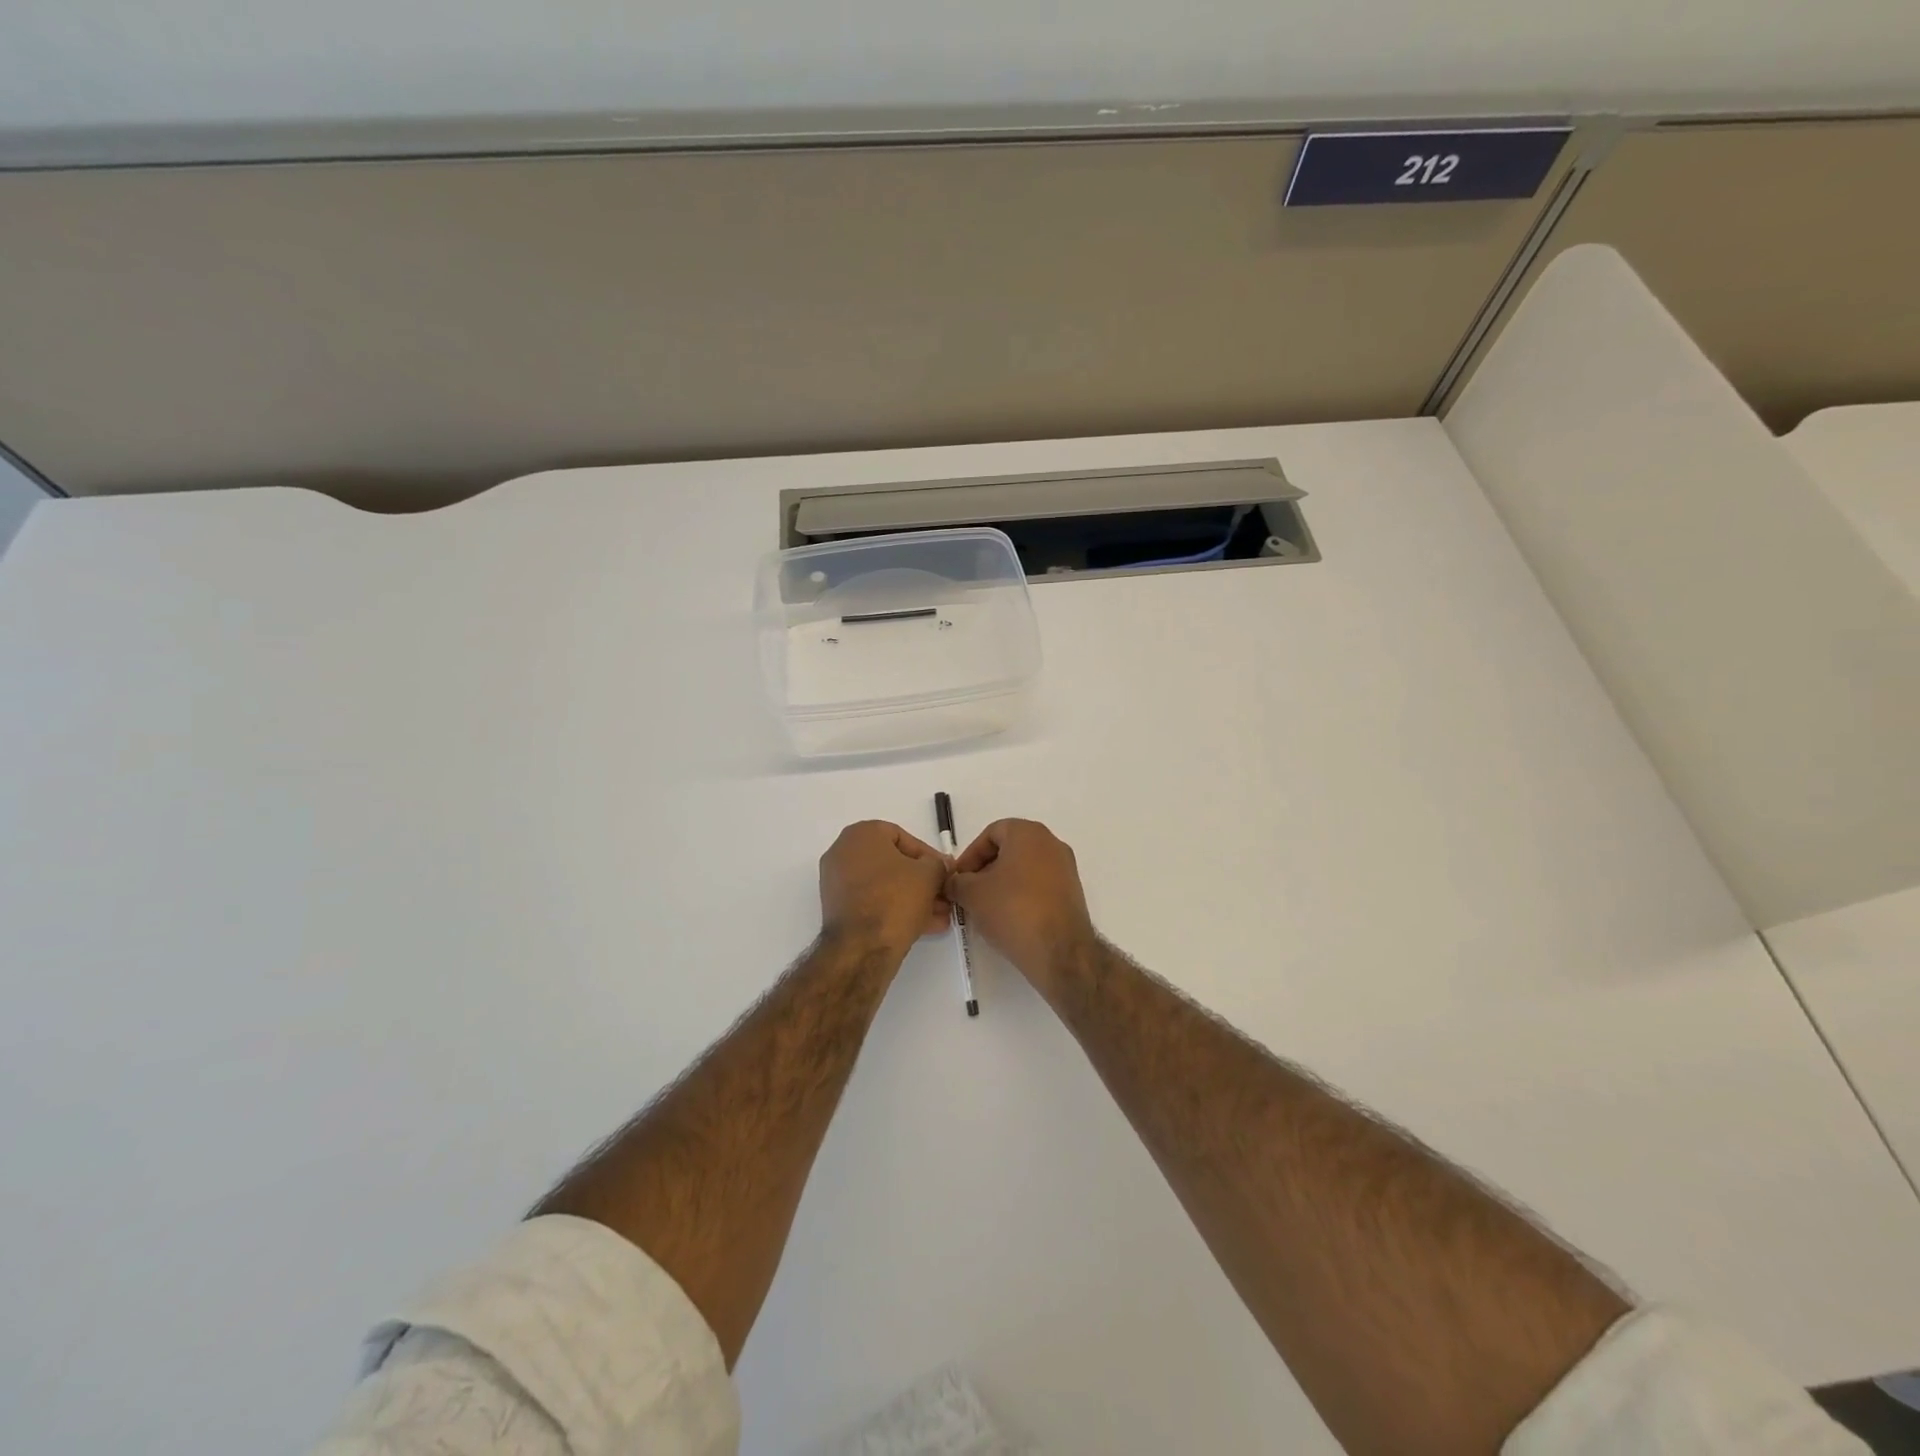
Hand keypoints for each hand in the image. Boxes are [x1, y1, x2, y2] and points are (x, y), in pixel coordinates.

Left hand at [819, 820, 952, 960]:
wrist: (861, 948)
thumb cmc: (895, 898)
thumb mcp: (929, 875)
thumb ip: (938, 864)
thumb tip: (939, 866)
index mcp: (861, 834)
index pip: (902, 837)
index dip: (928, 856)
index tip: (945, 872)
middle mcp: (843, 852)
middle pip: (893, 864)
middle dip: (922, 881)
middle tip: (943, 895)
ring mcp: (837, 882)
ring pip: (884, 885)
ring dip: (913, 898)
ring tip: (939, 915)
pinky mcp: (838, 909)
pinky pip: (873, 902)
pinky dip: (896, 909)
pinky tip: (924, 925)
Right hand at [947, 819, 1096, 999]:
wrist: (1059, 950)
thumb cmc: (1012, 909)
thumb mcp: (972, 894)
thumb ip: (956, 882)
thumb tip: (954, 883)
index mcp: (1029, 833)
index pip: (991, 833)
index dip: (970, 855)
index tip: (958, 879)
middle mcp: (1051, 844)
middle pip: (1009, 850)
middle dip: (985, 871)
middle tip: (968, 893)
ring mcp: (1065, 869)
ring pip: (1024, 869)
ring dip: (1002, 885)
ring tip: (985, 909)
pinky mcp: (1072, 893)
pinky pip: (1039, 886)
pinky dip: (1021, 896)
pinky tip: (1008, 919)